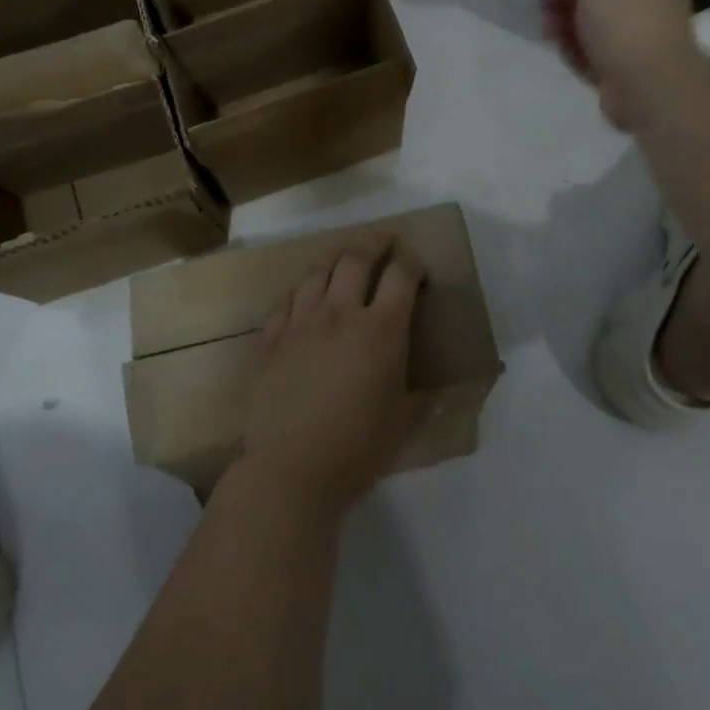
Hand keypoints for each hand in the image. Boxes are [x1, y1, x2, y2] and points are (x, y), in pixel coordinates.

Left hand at [239, 239, 424, 518]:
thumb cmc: (358, 449)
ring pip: (317, 272)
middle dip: (374, 242)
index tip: (416, 266)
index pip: (400, 275)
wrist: (292, 469)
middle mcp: (340, 314)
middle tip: (383, 240)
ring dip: (334, 259)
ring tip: (342, 260)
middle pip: (356, 258)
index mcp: (381, 330)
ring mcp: (300, 322)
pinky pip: (285, 300)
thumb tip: (438, 388)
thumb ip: (421, 394)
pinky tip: (303, 296)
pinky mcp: (271, 339)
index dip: (411, 263)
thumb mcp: (404, 422)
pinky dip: (299, 291)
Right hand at [543, 0, 703, 131]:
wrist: (648, 85)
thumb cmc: (623, 24)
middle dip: (565, 9)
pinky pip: (593, 55)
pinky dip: (580, 58)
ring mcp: (637, 36)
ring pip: (589, 27)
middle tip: (551, 25)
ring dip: (569, 35)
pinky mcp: (626, 66)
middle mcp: (646, 2)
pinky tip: (580, 65)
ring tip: (564, 47)